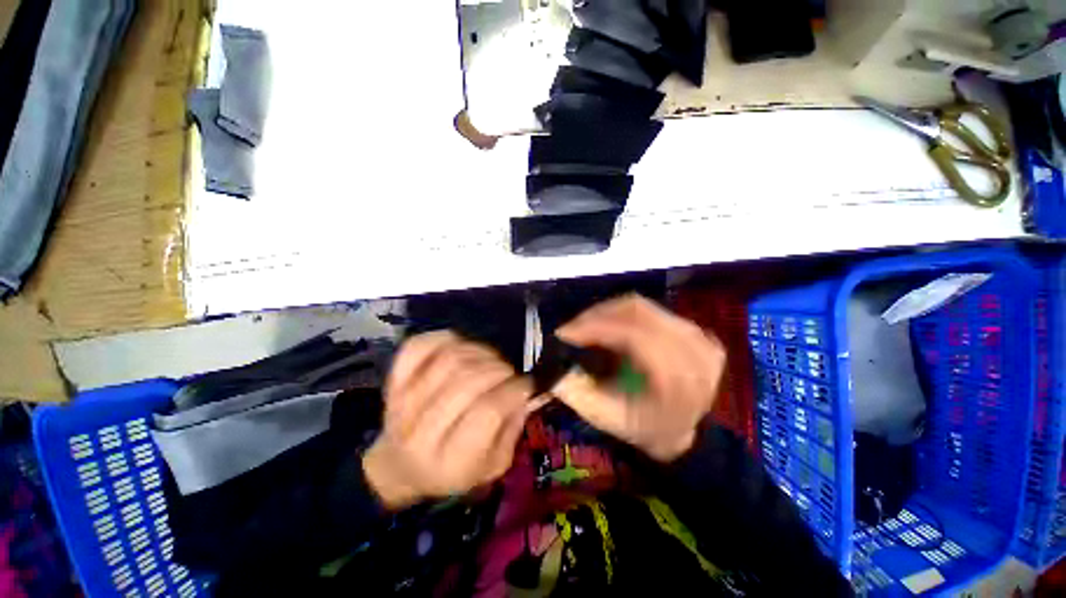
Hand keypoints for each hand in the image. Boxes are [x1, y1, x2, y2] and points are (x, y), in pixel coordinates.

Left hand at [363, 332, 533, 509]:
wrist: (400, 465)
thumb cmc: (453, 469)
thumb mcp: (492, 467)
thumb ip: (513, 430)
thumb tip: (525, 392)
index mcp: (450, 461)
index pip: (487, 412)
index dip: (513, 390)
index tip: (527, 384)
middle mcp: (422, 430)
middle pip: (468, 382)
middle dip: (500, 371)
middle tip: (510, 374)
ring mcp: (404, 401)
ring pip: (449, 359)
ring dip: (480, 353)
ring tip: (491, 362)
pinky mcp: (395, 379)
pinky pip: (419, 346)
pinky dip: (445, 338)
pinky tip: (462, 347)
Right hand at [552, 295, 724, 462]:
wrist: (682, 432)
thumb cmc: (644, 428)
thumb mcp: (609, 418)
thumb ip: (579, 394)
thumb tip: (551, 369)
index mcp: (678, 380)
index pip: (635, 335)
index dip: (596, 327)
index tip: (565, 331)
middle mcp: (695, 353)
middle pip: (638, 313)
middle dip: (597, 315)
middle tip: (572, 326)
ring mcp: (700, 338)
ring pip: (644, 307)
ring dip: (609, 312)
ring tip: (587, 325)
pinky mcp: (696, 331)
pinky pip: (652, 310)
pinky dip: (625, 313)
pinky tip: (610, 324)